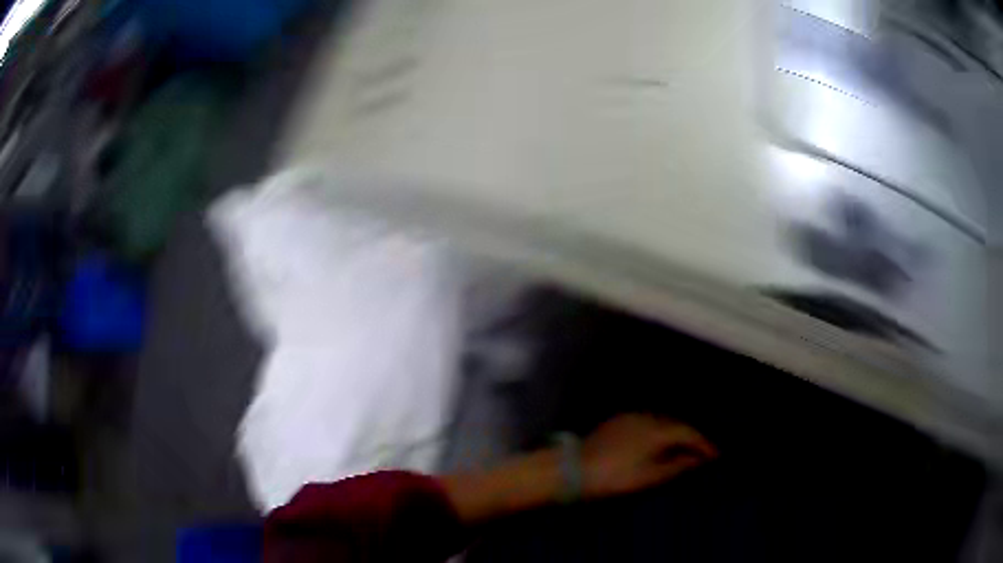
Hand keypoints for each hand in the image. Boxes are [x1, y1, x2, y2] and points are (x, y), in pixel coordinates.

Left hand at [580, 414, 717, 498]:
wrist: (571, 470)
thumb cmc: (614, 478)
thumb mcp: (649, 477)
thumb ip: (677, 467)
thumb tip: (698, 460)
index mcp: (657, 430)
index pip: (689, 433)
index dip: (704, 445)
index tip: (716, 457)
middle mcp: (647, 417)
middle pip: (677, 425)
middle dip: (691, 438)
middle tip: (703, 454)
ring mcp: (630, 417)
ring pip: (662, 422)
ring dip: (675, 434)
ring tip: (684, 450)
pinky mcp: (617, 421)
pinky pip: (647, 422)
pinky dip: (658, 432)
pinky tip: (658, 444)